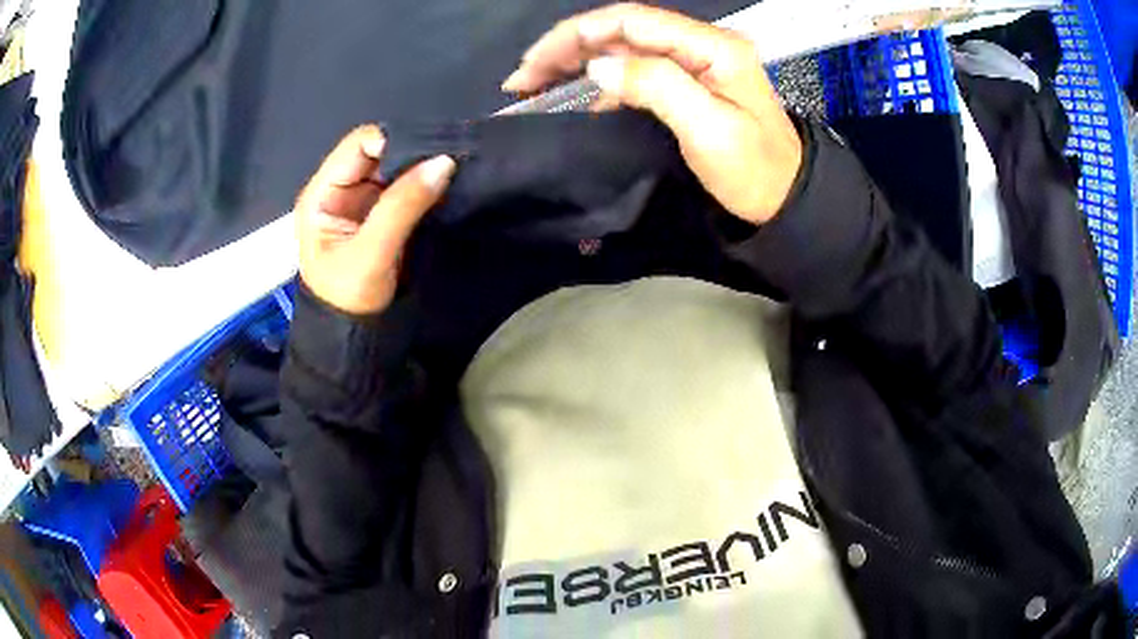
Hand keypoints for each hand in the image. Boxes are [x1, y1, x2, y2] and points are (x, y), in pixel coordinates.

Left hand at [296, 125, 455, 314]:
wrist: (356, 337)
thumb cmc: (350, 298)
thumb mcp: (372, 253)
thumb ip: (403, 206)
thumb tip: (444, 162)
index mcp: (323, 193)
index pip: (358, 146)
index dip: (393, 142)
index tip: (431, 152)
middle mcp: (341, 189)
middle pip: (378, 152)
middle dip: (412, 152)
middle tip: (449, 158)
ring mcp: (363, 201)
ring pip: (396, 167)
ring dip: (421, 167)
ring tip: (453, 168)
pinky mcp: (383, 214)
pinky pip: (406, 186)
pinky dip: (425, 183)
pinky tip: (446, 183)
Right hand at [503, 3, 800, 223]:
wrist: (786, 201)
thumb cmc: (755, 171)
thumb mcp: (709, 129)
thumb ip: (657, 86)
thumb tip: (599, 64)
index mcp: (711, 47)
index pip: (631, 21)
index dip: (577, 34)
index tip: (535, 61)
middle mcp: (700, 46)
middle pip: (622, 31)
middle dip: (568, 47)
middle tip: (524, 76)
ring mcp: (694, 65)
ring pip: (624, 50)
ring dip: (578, 62)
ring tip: (536, 84)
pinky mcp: (688, 86)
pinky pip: (636, 73)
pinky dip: (602, 82)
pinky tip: (579, 98)